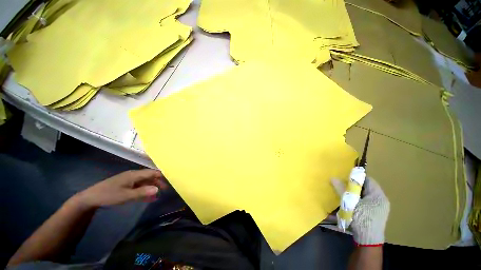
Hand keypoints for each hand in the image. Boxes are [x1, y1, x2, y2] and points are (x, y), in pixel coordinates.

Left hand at [72, 169, 167, 208]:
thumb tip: (158, 189)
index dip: (161, 176)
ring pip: (145, 182)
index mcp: (134, 175)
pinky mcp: (126, 186)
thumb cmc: (108, 195)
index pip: (152, 172)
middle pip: (149, 177)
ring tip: (158, 195)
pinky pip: (139, 187)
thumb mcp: (126, 195)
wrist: (90, 198)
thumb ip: (142, 192)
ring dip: (152, 188)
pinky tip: (148, 198)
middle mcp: (133, 176)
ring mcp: (129, 181)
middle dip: (158, 182)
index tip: (169, 182)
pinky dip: (144, 192)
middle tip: (165, 190)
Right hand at [332, 177, 389, 245]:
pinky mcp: (373, 214)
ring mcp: (378, 208)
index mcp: (378, 196)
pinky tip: (347, 204)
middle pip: (365, 188)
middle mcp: (380, 200)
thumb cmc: (361, 220)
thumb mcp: (350, 203)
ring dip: (353, 194)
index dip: (356, 177)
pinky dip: (355, 201)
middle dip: (353, 186)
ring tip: (343, 194)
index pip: (368, 180)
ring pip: (363, 196)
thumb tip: (333, 178)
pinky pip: (363, 203)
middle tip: (342, 185)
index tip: (345, 177)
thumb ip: (342, 190)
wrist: (367, 241)